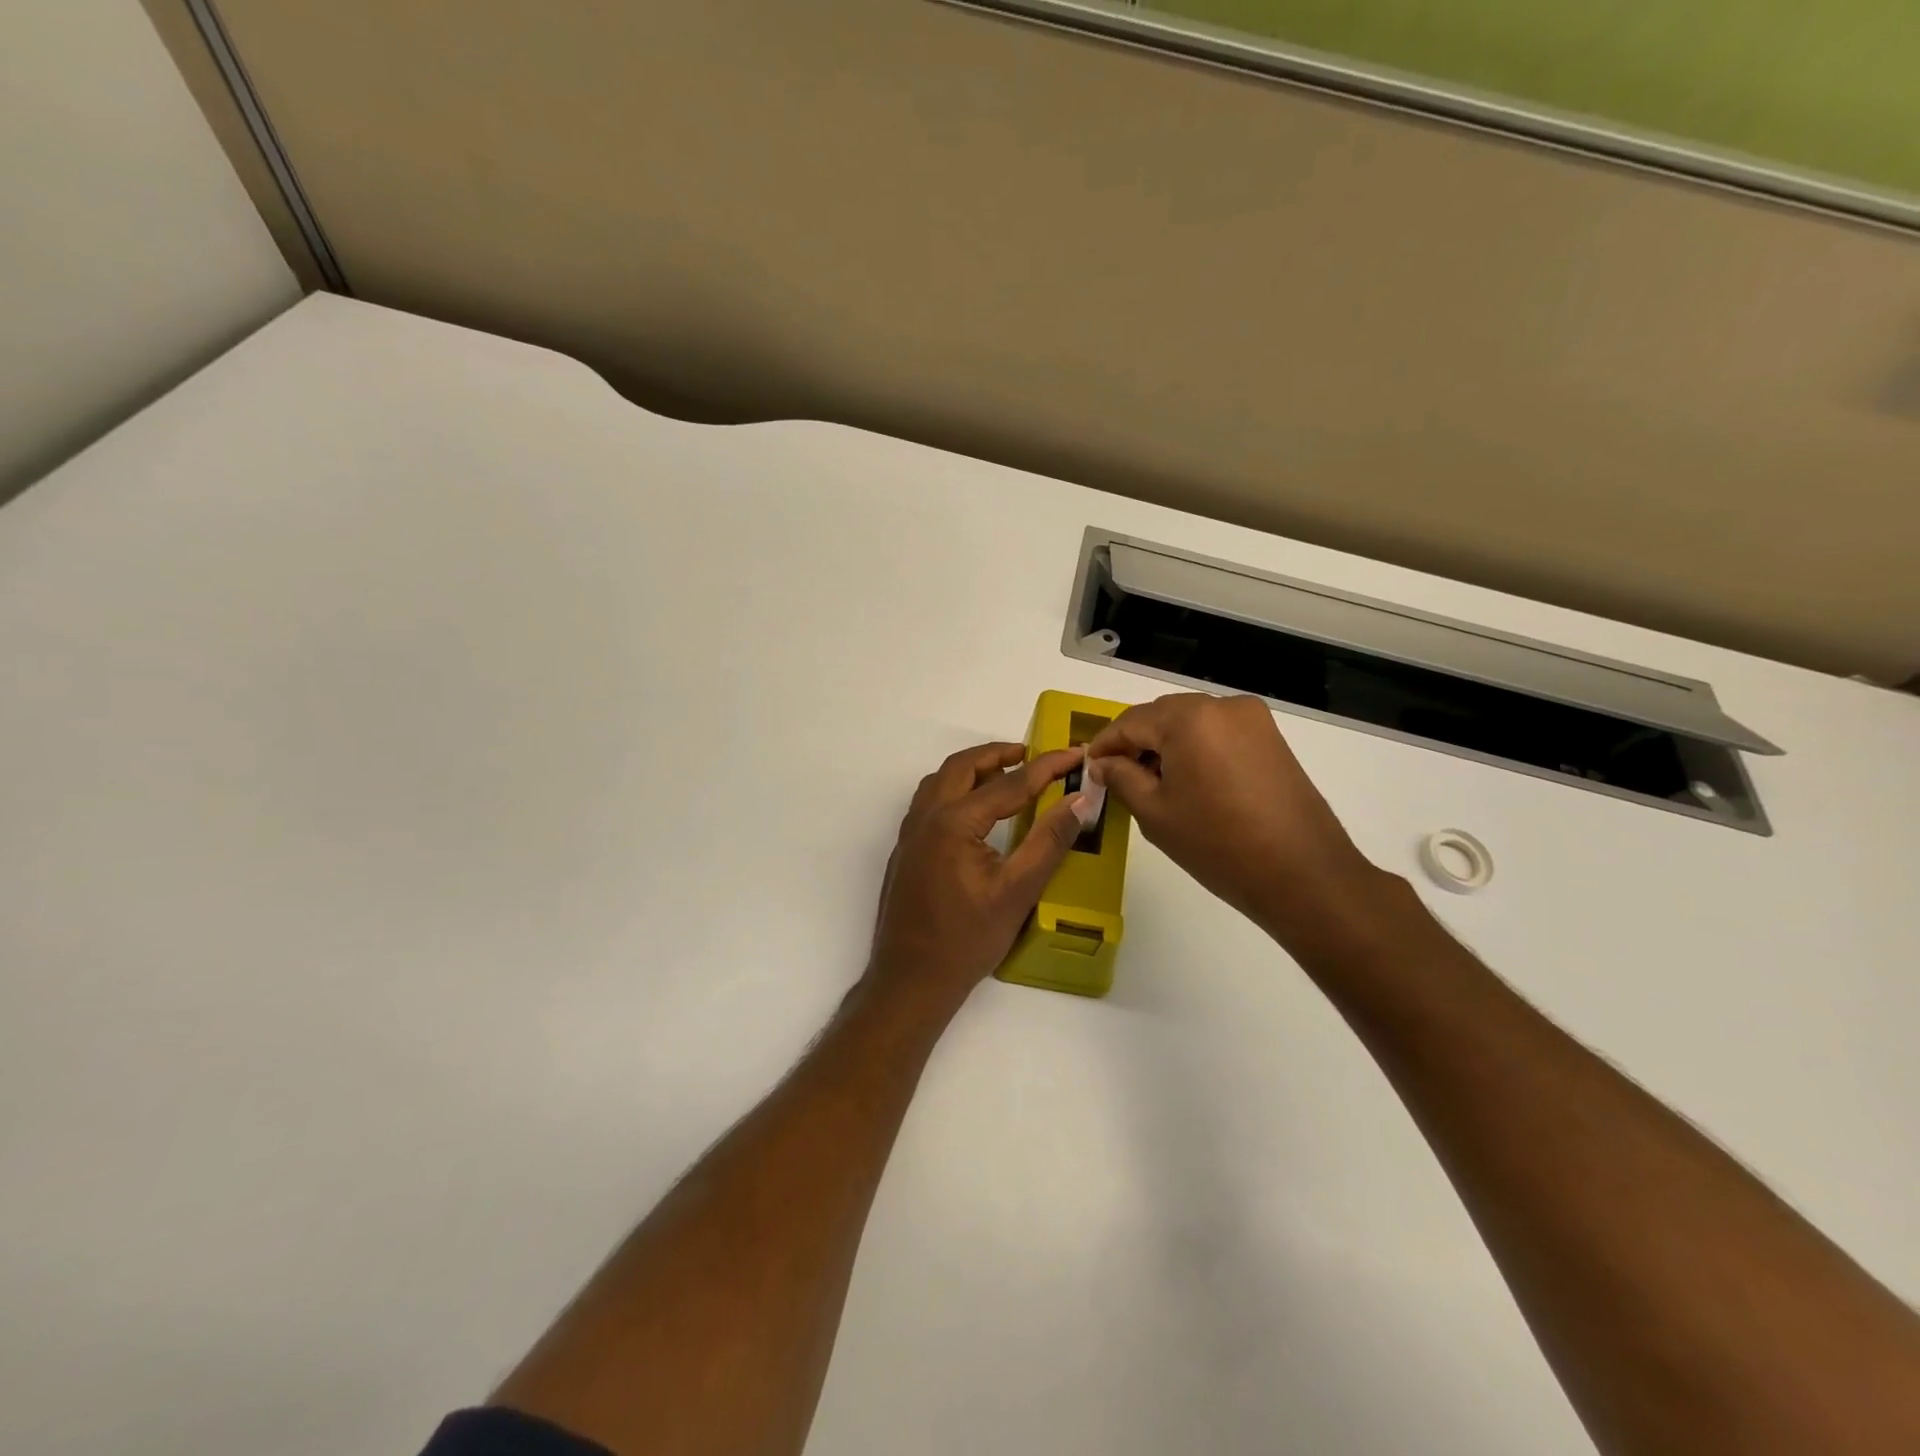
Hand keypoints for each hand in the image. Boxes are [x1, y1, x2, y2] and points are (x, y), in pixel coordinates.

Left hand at [865, 741, 1091, 1015]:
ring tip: (1005, 774)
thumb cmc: (967, 939)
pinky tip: (973, 810)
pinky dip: (955, 788)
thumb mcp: (1017, 891)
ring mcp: (910, 833)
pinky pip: (929, 800)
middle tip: (1034, 756)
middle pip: (963, 767)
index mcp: (954, 822)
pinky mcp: (905, 850)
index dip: (1047, 767)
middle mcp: (926, 817)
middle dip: (999, 754)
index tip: (1075, 754)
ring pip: (940, 781)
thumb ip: (1049, 841)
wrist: (911, 980)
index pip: (1010, 783)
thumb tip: (1081, 801)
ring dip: (973, 769)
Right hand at [1087, 694, 1392, 951]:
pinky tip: (1187, 782)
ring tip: (1150, 783)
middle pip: (1162, 716)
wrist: (1303, 874)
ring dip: (1165, 745)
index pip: (1131, 721)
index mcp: (1189, 718)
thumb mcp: (1155, 813)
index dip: (1105, 744)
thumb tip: (1103, 763)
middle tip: (1116, 777)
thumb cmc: (1218, 844)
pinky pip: (1218, 733)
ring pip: (1191, 723)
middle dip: (1136, 742)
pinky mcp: (1271, 738)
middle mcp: (1222, 706)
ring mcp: (1253, 720)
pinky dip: (1195, 749)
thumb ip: (1121, 778)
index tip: (1088, 768)